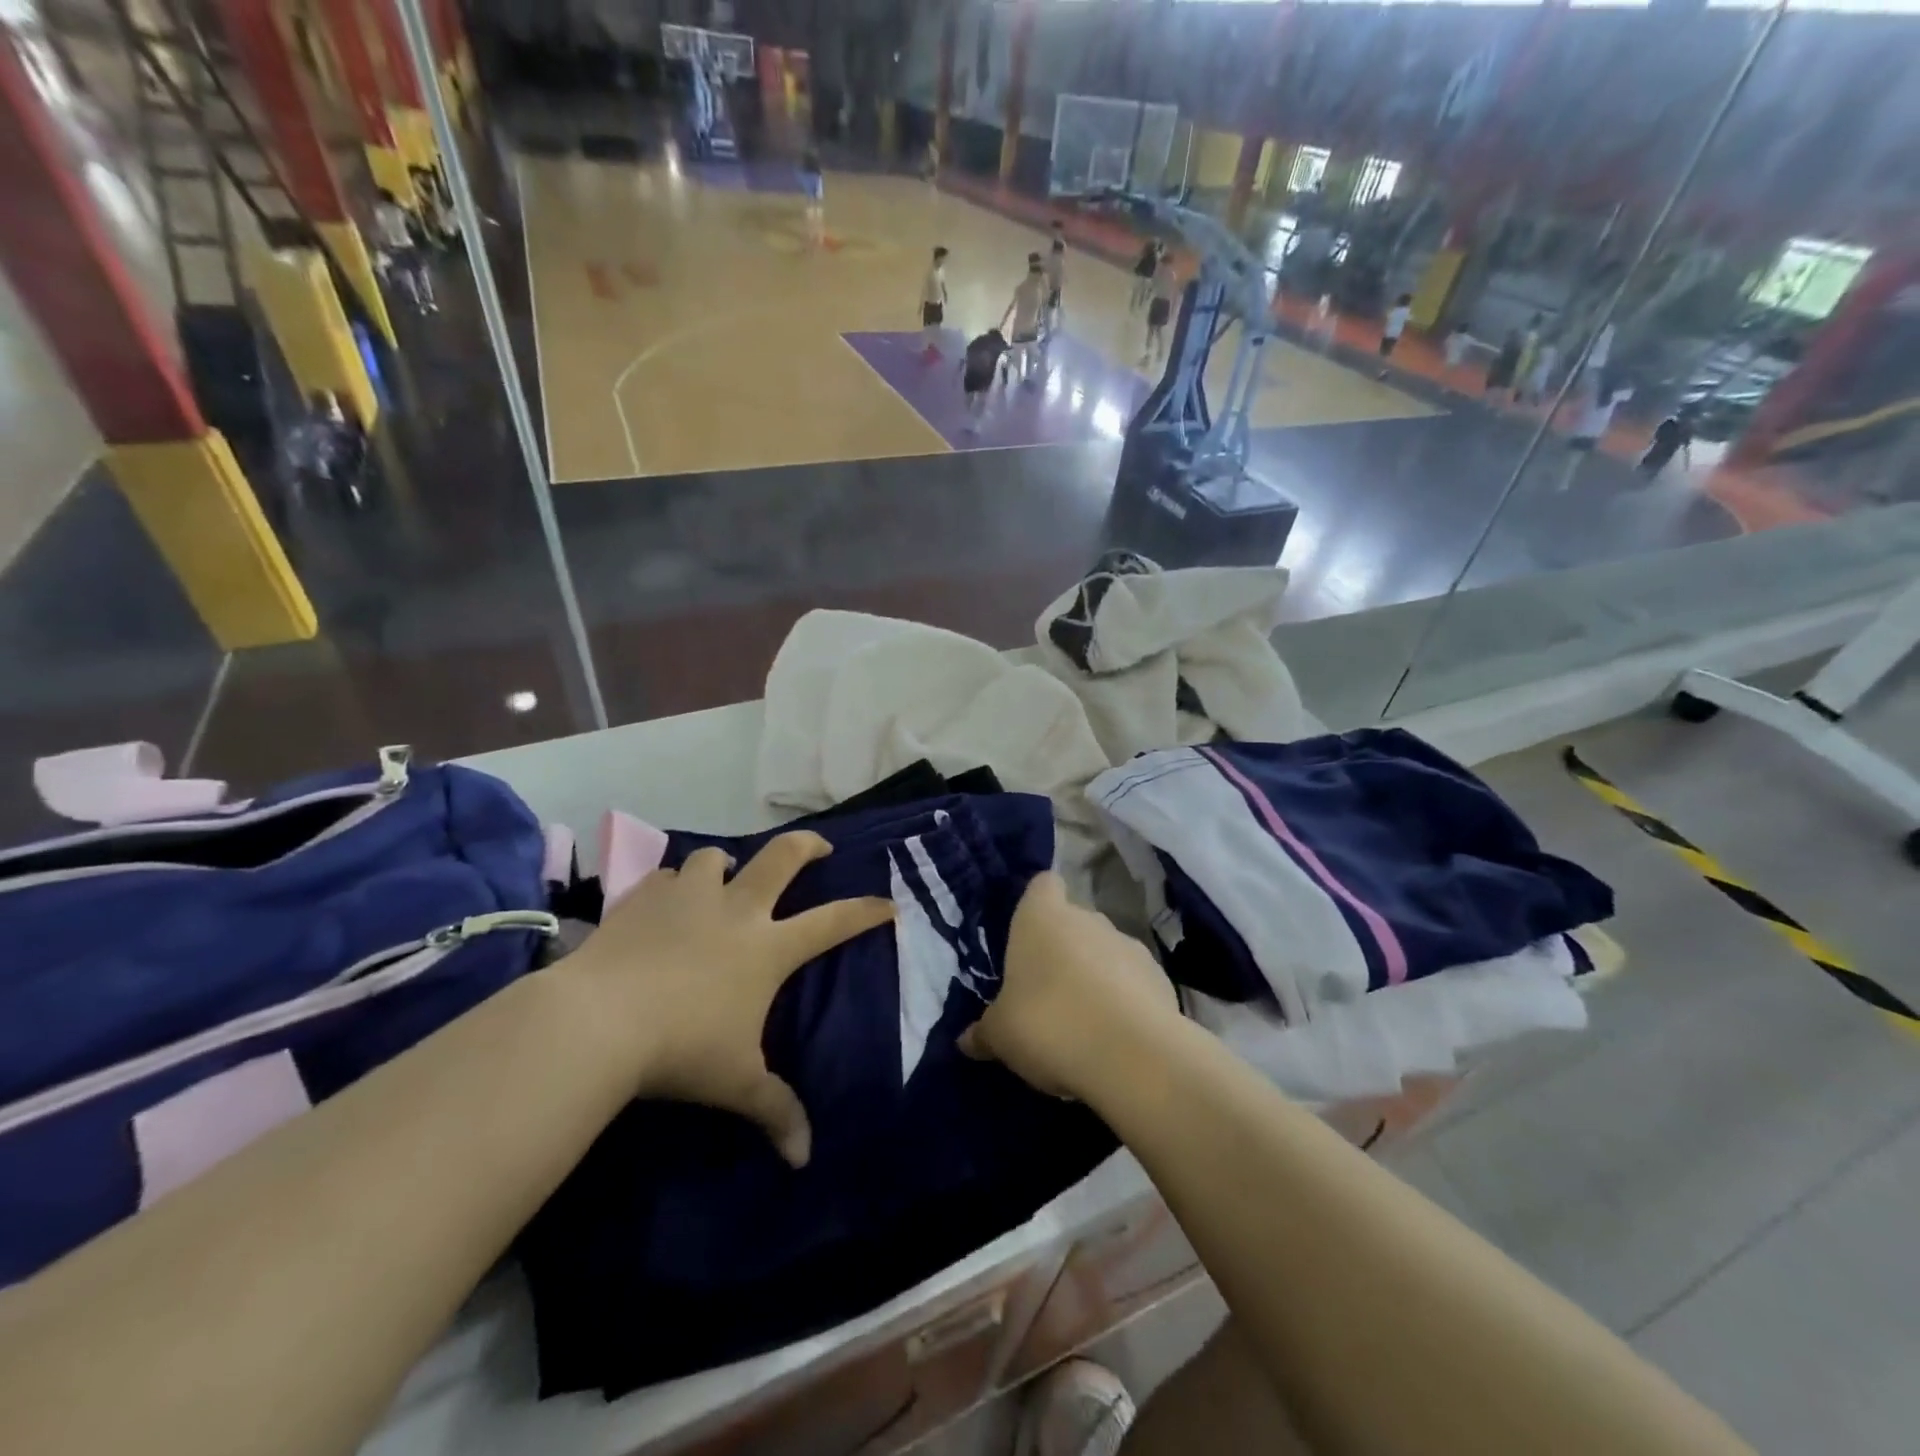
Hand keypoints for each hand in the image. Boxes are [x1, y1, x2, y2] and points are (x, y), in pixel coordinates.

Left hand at [566, 832, 892, 1165]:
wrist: (598, 1021)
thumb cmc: (681, 1049)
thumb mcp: (736, 1083)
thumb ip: (776, 1111)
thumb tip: (804, 1158)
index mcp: (769, 948)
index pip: (833, 922)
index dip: (866, 910)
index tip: (888, 903)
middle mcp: (736, 910)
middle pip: (782, 856)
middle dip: (808, 845)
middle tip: (819, 848)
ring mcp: (688, 897)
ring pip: (716, 857)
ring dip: (726, 864)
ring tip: (725, 877)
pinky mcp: (643, 897)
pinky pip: (664, 877)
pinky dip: (672, 885)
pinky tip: (665, 902)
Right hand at [961, 873, 1178, 1099]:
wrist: (1132, 1055)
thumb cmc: (1048, 1024)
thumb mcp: (1001, 1035)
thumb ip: (984, 1032)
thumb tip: (967, 1041)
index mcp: (1042, 918)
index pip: (1042, 885)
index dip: (1037, 903)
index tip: (1028, 933)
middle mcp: (1087, 919)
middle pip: (1073, 922)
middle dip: (1063, 950)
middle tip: (1046, 993)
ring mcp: (1129, 945)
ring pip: (1105, 952)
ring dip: (1096, 976)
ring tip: (1083, 1022)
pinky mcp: (1161, 978)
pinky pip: (1134, 982)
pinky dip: (1126, 1001)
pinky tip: (1115, 1037)